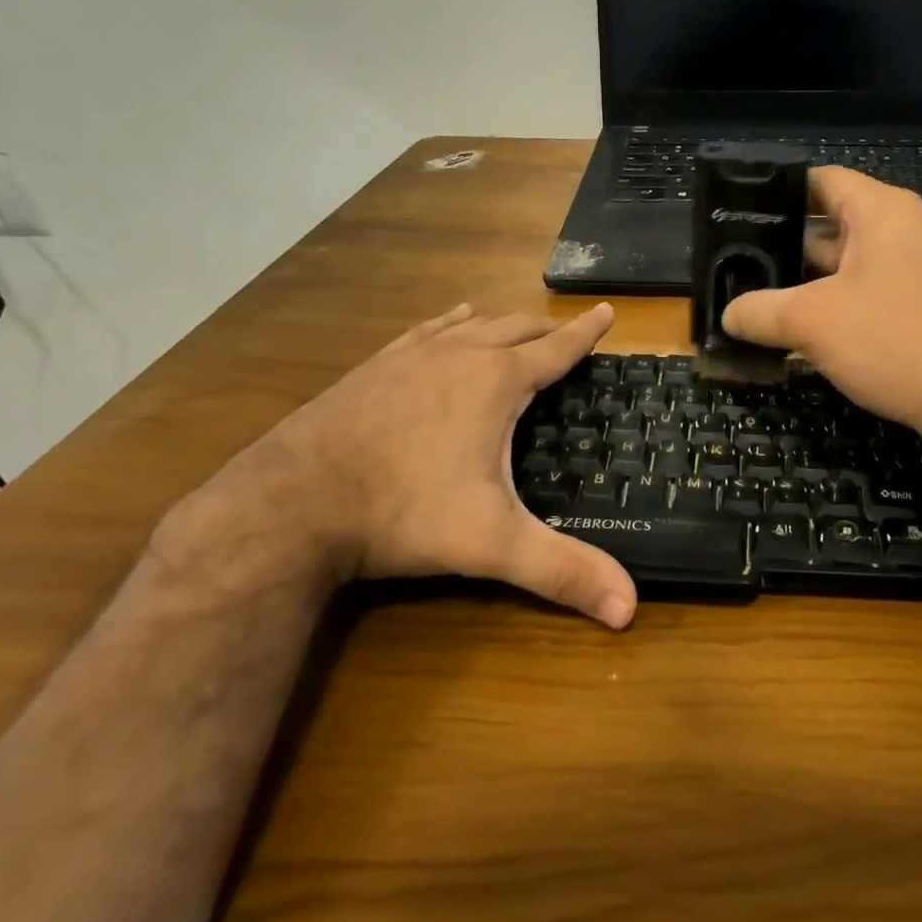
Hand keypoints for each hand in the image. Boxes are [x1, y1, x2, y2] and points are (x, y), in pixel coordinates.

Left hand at [226, 303, 636, 628]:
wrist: (292, 502)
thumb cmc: (403, 513)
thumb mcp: (491, 544)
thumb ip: (562, 572)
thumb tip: (629, 609)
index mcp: (496, 382)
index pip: (556, 348)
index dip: (586, 333)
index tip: (607, 311)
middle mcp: (459, 356)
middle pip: (515, 328)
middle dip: (546, 329)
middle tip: (565, 334)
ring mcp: (411, 357)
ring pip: (470, 324)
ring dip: (501, 324)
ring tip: (515, 325)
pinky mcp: (374, 366)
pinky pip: (425, 331)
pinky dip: (449, 323)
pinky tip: (449, 323)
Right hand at [721, 168, 921, 453]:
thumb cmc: (894, 340)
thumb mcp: (812, 323)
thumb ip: (760, 312)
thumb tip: (728, 315)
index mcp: (881, 212)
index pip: (821, 180)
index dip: (778, 191)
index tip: (740, 211)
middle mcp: (906, 230)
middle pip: (832, 224)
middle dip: (787, 247)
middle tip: (739, 265)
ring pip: (851, 265)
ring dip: (810, 283)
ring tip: (763, 301)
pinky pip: (874, 294)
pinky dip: (841, 306)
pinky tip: (810, 334)